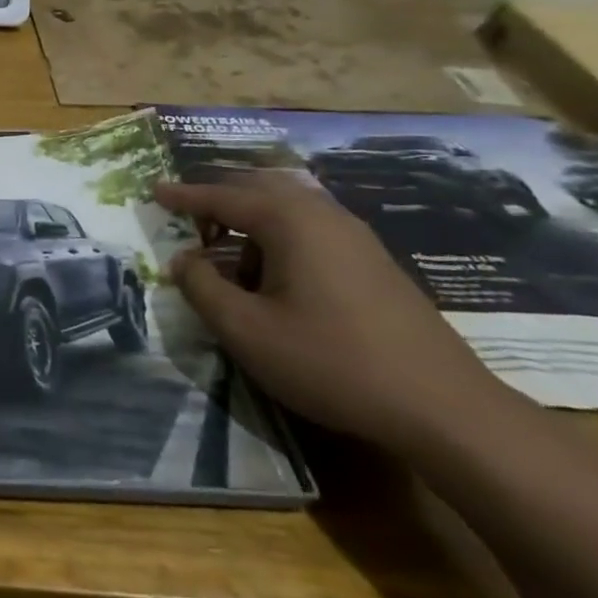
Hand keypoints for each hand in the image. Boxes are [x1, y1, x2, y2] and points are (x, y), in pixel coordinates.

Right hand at [153, 175, 506, 454]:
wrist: (444, 408)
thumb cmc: (331, 362)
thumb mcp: (246, 330)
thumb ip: (202, 288)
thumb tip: (182, 261)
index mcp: (291, 222)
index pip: (224, 197)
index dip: (184, 196)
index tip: (154, 191)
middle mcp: (325, 216)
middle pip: (260, 190)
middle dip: (219, 201)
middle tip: (188, 220)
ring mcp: (357, 239)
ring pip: (290, 210)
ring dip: (250, 224)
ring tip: (227, 261)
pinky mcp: (375, 264)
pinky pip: (312, 231)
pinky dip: (279, 240)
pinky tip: (274, 279)